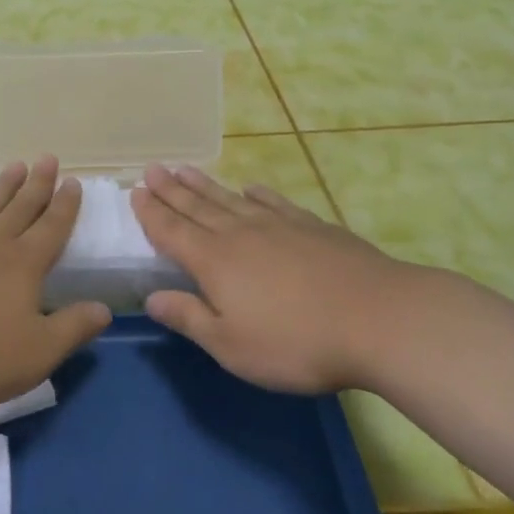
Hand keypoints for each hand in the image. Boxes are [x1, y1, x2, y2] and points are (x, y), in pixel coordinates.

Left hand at [0, 157, 111, 415]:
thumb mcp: (37, 353)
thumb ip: (73, 328)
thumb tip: (105, 308)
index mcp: (22, 265)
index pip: (51, 228)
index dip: (65, 205)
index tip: (73, 181)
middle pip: (19, 208)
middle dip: (37, 184)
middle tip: (47, 158)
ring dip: (2, 187)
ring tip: (14, 166)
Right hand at [131, 164, 449, 393]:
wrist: (378, 319)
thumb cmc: (296, 342)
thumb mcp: (231, 345)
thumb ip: (190, 318)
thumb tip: (151, 298)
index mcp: (214, 262)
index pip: (171, 232)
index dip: (151, 213)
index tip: (135, 192)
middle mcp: (240, 234)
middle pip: (197, 207)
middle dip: (171, 189)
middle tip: (152, 168)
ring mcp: (279, 226)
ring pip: (230, 199)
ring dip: (204, 184)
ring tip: (185, 169)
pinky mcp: (313, 227)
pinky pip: (274, 202)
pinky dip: (257, 194)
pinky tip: (250, 188)